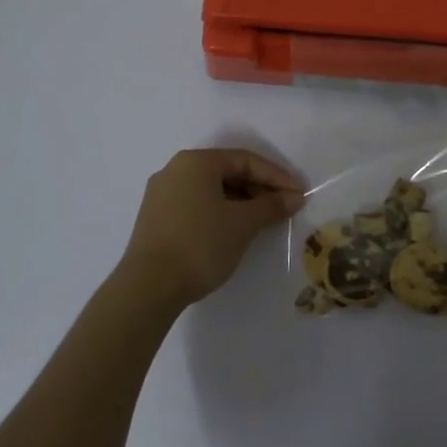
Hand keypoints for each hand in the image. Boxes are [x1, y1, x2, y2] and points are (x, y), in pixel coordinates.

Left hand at [116, 148, 304, 308]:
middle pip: (227, 172)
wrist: (148, 286)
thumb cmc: (201, 244)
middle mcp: (175, 170)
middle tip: (283, 208)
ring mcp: (161, 194)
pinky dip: (219, 212)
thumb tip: (294, 197)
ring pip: (211, 190)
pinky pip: (196, 204)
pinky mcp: (155, 218)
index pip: (245, 160)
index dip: (276, 176)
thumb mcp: (243, 224)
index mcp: (196, 162)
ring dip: (240, 202)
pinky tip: (234, 231)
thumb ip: (271, 206)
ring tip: (262, 222)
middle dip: (259, 189)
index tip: (298, 194)